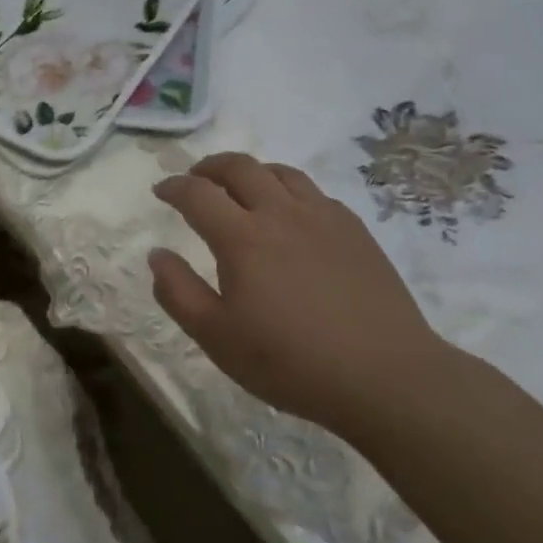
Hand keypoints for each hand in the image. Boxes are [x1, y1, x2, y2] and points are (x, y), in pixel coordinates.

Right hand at [148, 153, 455, 436]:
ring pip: (281, 172)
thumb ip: (178, 292)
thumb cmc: (289, 361)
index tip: (161, 191)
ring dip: (251, 172)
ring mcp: (324, 218)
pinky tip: (290, 216)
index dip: (173, 186)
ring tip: (240, 189)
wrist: (385, 376)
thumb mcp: (216, 337)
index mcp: (242, 238)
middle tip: (195, 179)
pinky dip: (288, 191)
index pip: (197, 194)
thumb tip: (158, 255)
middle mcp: (281, 214)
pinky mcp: (356, 231)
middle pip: (240, 167)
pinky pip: (314, 192)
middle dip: (210, 167)